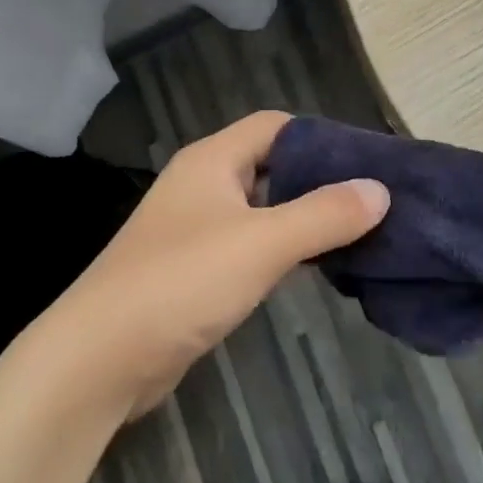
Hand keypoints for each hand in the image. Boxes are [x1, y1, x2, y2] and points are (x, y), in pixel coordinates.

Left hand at [46, 111, 388, 419]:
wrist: (102, 356)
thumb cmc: (182, 281)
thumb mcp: (262, 243)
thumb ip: (324, 215)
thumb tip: (380, 190)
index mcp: (212, 160)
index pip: (275, 126)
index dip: (321, 137)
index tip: (369, 162)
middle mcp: (203, 185)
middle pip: (271, 165)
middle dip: (319, 179)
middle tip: (373, 200)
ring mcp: (196, 229)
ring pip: (262, 209)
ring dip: (304, 217)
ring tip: (358, 232)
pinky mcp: (195, 270)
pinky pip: (250, 245)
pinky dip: (283, 250)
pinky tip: (315, 267)